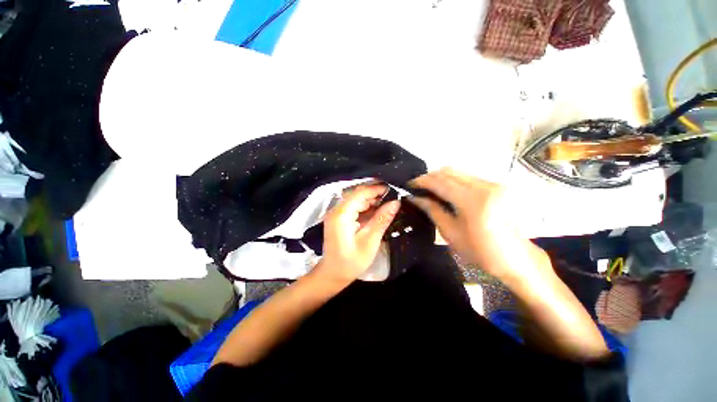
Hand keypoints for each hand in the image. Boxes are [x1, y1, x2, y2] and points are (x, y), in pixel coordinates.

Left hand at [314, 184, 399, 285]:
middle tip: (393, 199)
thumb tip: (395, 202)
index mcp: (341, 215)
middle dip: (375, 195)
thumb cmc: (351, 262)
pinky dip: (366, 208)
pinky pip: (354, 208)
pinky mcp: (339, 218)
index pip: (360, 193)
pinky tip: (376, 213)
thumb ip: (382, 220)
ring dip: (371, 202)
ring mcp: (336, 214)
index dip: (376, 189)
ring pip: (356, 200)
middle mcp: (336, 210)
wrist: (333, 274)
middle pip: (357, 195)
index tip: (393, 190)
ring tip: (387, 206)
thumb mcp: (370, 241)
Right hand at [409, 168, 531, 281]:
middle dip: (430, 177)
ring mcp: (494, 184)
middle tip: (418, 187)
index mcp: (473, 201)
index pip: (440, 182)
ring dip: (442, 178)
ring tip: (431, 190)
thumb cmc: (480, 251)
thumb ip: (432, 210)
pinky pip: (468, 177)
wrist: (517, 259)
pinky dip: (454, 181)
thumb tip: (414, 198)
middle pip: (449, 172)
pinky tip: (447, 192)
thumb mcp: (451, 233)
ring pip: (459, 172)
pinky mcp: (497, 186)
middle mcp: (485, 186)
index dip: (422, 181)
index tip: (409, 184)